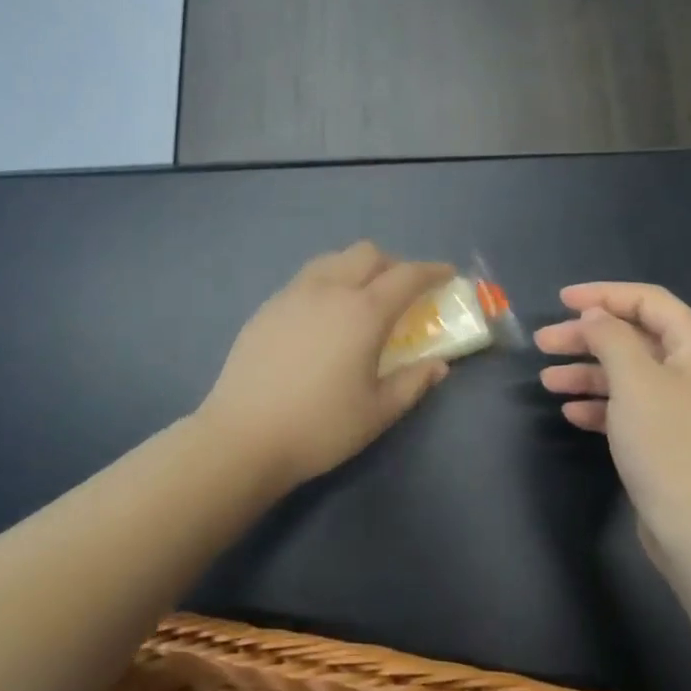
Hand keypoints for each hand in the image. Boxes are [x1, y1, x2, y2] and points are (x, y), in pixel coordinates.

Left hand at [199, 243, 456, 489]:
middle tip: (403, 291)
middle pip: (367, 254)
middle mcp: (328, 290)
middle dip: (393, 264)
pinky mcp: (267, 307)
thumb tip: (438, 365)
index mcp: (362, 312)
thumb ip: (413, 383)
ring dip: (357, 268)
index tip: (447, 274)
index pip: (406, 276)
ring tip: (362, 298)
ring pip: (332, 260)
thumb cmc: (320, 427)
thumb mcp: (377, 412)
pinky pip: (306, 279)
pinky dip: (328, 282)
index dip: (432, 271)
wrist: (244, 436)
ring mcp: (292, 295)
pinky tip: (323, 316)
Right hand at [535, 282, 690, 565]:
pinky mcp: (670, 442)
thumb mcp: (634, 380)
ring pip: (628, 376)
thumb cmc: (670, 444)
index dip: (604, 294)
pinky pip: (630, 410)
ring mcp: (684, 410)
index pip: (649, 301)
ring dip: (587, 373)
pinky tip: (572, 415)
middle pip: (634, 338)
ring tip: (548, 382)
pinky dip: (600, 406)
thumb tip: (596, 316)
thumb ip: (611, 337)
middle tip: (543, 343)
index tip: (561, 301)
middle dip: (587, 337)